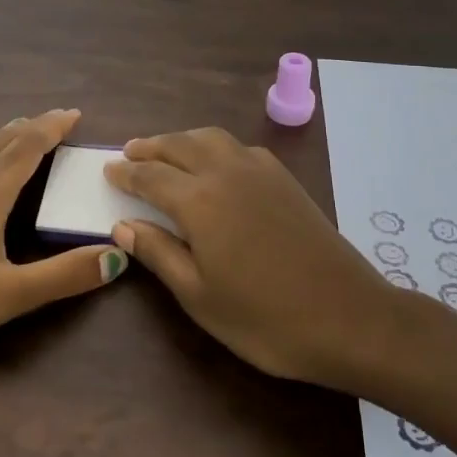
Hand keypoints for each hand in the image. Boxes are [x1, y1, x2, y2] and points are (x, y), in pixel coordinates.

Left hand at [0, 109, 127, 366]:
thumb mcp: (7, 298)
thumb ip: (64, 276)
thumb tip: (118, 254)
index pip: (29, 147)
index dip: (53, 127)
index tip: (74, 113)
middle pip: (2, 140)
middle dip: (32, 127)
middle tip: (54, 120)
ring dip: (0, 134)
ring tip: (15, 128)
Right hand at [103, 128, 400, 388]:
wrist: (349, 316)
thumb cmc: (265, 318)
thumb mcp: (199, 296)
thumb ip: (159, 253)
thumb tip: (122, 224)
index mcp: (199, 200)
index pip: (151, 176)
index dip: (127, 173)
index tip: (108, 170)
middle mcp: (226, 172)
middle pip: (179, 145)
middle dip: (150, 147)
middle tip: (129, 153)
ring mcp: (260, 170)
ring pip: (211, 137)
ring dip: (182, 139)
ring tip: (165, 151)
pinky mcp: (285, 178)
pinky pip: (239, 147)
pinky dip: (215, 146)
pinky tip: (216, 164)